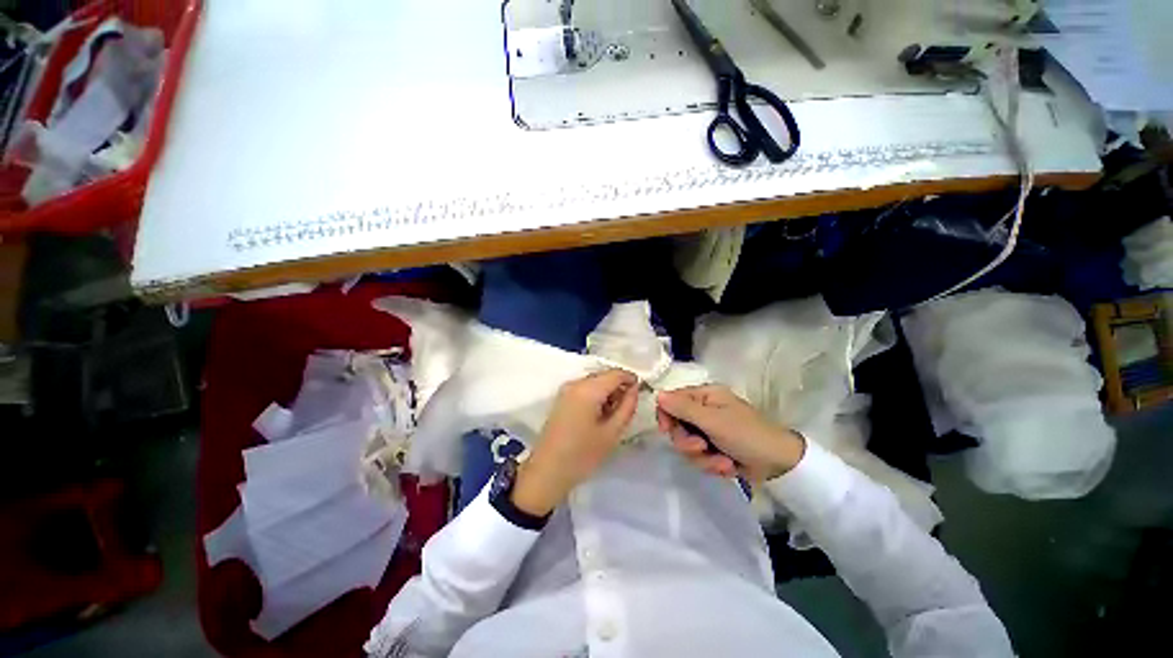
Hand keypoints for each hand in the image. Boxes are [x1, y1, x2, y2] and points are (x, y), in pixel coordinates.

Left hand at [512, 369, 638, 515]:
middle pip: (604, 375)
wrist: (547, 472)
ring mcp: (566, 390)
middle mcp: (576, 383)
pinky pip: (584, 389)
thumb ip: (627, 407)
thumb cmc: (582, 454)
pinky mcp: (562, 398)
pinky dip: (596, 396)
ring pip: (595, 382)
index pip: (616, 373)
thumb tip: (634, 390)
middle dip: (619, 387)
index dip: (631, 379)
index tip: (641, 393)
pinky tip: (599, 415)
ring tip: (614, 415)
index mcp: (588, 389)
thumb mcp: (612, 433)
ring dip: (607, 392)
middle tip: (628, 407)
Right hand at [656, 385, 804, 481]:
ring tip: (723, 462)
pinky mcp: (715, 448)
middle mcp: (704, 411)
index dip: (666, 415)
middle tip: (702, 448)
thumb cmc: (746, 434)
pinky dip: (712, 464)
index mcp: (705, 396)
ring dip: (703, 458)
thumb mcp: (712, 420)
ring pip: (687, 445)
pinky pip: (700, 457)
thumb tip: (658, 394)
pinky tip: (728, 467)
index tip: (666, 431)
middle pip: (678, 426)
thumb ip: (683, 408)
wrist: (780, 464)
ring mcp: (710, 431)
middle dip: (688, 442)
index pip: (672, 400)